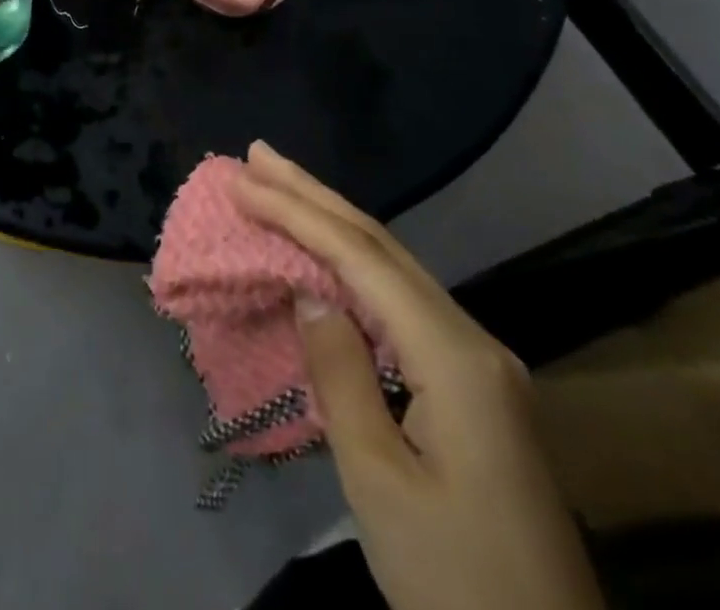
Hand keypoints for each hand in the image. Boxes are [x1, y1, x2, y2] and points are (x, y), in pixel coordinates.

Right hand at [231, 142, 602, 609]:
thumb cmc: (455, 579)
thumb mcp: (379, 482)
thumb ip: (341, 374)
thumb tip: (308, 293)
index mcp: (455, 358)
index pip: (361, 258)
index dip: (296, 212)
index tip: (241, 181)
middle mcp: (473, 342)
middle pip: (381, 246)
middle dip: (314, 195)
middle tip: (257, 153)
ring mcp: (478, 363)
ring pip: (394, 268)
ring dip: (332, 220)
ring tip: (281, 184)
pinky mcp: (473, 387)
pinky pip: (401, 302)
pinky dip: (353, 264)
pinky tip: (327, 254)